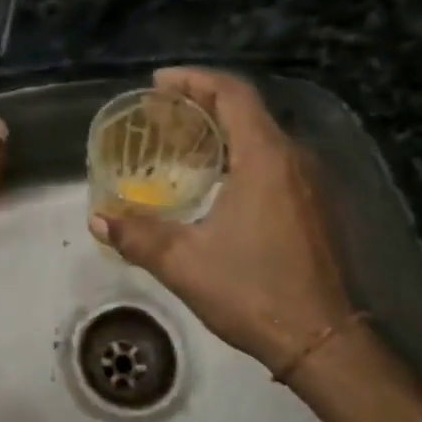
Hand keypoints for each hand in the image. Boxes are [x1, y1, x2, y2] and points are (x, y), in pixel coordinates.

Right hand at [92, 67, 357, 377]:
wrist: (323, 342)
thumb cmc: (253, 292)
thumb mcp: (184, 263)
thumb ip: (138, 235)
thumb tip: (98, 220)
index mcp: (265, 158)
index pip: (232, 94)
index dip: (194, 79)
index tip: (158, 83)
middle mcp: (293, 159)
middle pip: (247, 109)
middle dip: (201, 101)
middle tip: (159, 112)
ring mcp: (309, 183)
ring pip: (261, 135)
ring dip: (221, 128)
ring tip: (179, 140)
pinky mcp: (313, 206)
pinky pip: (272, 159)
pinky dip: (238, 153)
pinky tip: (213, 179)